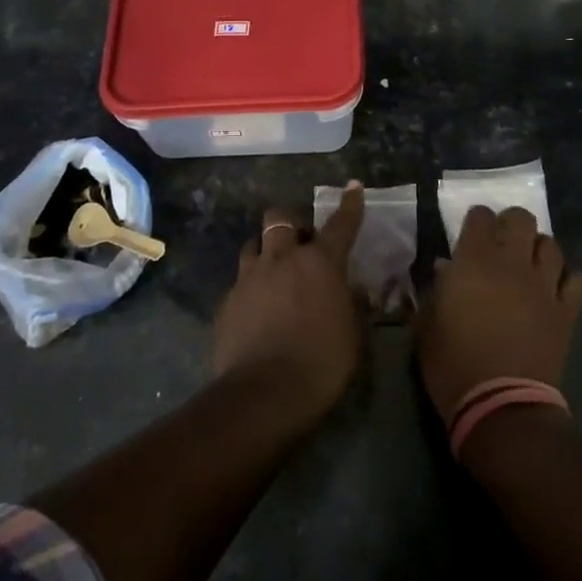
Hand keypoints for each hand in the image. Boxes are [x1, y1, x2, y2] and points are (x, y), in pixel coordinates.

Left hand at [212, 183, 366, 419]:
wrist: (264, 393)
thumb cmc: (322, 362)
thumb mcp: (353, 334)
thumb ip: (352, 304)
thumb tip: (351, 289)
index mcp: (320, 263)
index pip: (340, 224)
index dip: (350, 204)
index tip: (353, 187)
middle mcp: (282, 259)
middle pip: (279, 218)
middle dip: (290, 223)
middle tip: (301, 245)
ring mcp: (249, 278)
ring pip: (253, 245)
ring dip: (266, 252)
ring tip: (274, 274)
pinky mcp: (227, 301)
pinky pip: (240, 281)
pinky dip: (252, 287)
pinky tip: (257, 310)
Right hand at [415, 205, 581, 422]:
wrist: (500, 406)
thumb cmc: (452, 365)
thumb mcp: (427, 326)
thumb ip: (436, 291)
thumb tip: (445, 270)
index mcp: (474, 262)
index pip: (481, 217)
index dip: (476, 221)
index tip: (470, 234)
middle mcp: (513, 264)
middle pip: (522, 219)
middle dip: (511, 224)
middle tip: (502, 243)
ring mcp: (544, 286)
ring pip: (552, 245)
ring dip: (539, 249)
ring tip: (529, 264)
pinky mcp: (566, 311)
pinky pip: (576, 280)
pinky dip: (567, 279)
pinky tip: (555, 290)